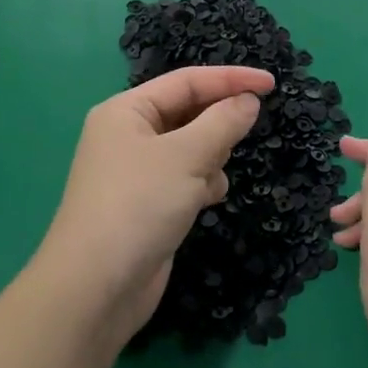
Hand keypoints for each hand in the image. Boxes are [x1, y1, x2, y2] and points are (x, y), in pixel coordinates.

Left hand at [36, 66, 274, 338]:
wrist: (96, 289)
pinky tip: (206, 202)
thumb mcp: (186, 156)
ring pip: (192, 147)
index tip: (272, 83)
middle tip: (243, 136)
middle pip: (189, 112)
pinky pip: (187, 178)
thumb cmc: (138, 206)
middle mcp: (130, 135)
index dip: (231, 78)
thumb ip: (223, 122)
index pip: (187, 81)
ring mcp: (139, 171)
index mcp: (127, 111)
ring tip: (209, 178)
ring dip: (211, 158)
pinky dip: (202, 184)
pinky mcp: (150, 203)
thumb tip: (249, 101)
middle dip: (217, 124)